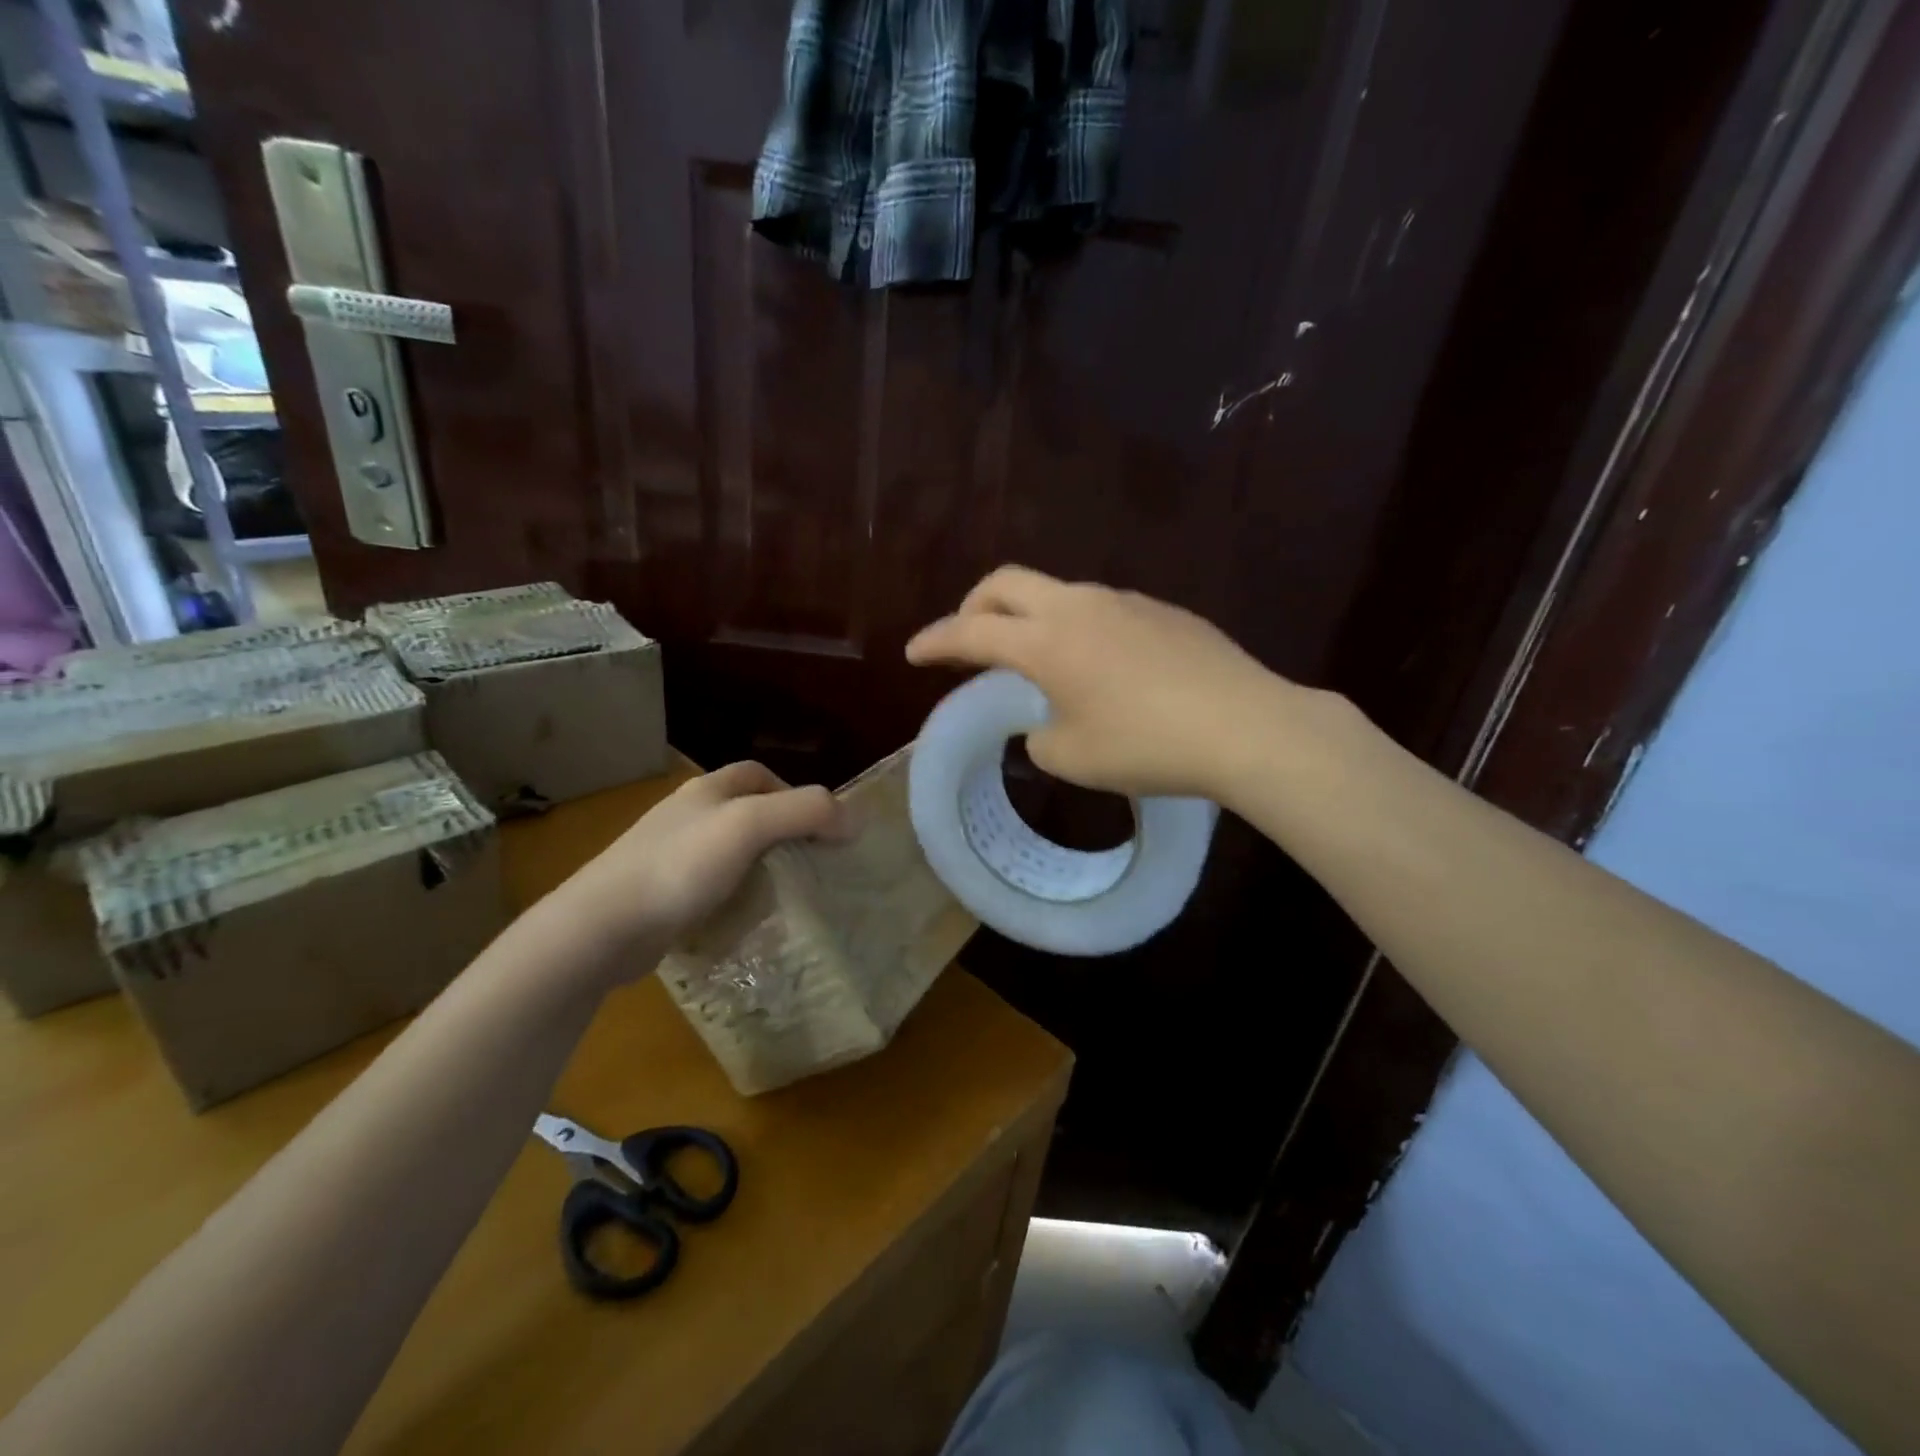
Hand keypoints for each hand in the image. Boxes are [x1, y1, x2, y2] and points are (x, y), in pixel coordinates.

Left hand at [536, 762, 848, 979]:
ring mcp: (669, 856)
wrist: (601, 927)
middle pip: (746, 812)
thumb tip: (855, 818)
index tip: (820, 825)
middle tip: (811, 863)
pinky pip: (710, 886)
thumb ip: (806, 812)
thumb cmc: (680, 866)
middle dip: (780, 832)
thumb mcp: (750, 826)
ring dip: (760, 866)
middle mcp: (687, 815)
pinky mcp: (660, 895)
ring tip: (787, 893)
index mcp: (707, 790)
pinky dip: (735, 895)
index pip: (757, 774)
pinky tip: (746, 918)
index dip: (793, 791)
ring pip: (729, 851)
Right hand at [906, 566, 1302, 800]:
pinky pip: (1102, 609)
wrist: (1246, 726)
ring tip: (1037, 660)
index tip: (913, 652)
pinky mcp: (1163, 611)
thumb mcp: (1073, 757)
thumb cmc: (1147, 746)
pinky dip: (1077, 629)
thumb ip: (1039, 736)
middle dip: (973, 607)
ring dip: (1030, 618)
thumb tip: (1044, 722)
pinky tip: (1100, 668)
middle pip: (1006, 583)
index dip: (935, 641)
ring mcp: (1125, 601)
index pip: (971, 632)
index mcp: (1046, 641)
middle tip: (966, 639)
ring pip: (1057, 593)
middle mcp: (1079, 606)